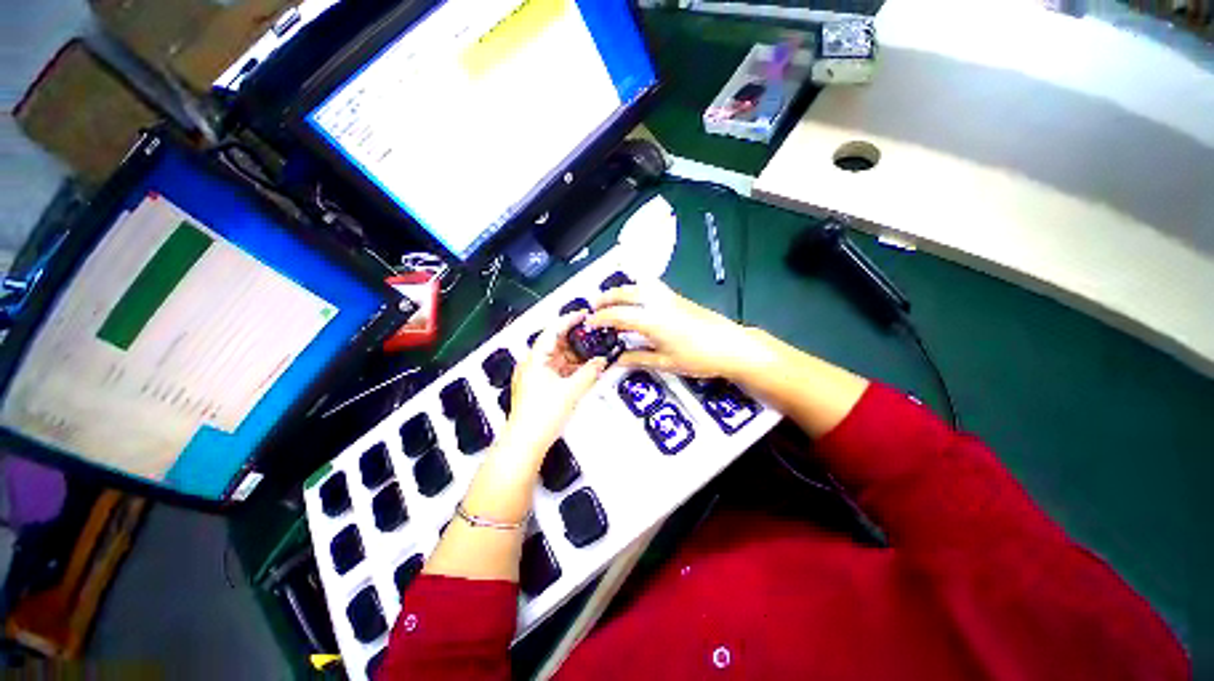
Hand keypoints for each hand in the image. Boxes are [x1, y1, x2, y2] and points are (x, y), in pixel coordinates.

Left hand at [504, 312, 606, 456]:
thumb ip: (589, 372)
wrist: (525, 443)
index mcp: (535, 359)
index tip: (583, 315)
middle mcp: (531, 364)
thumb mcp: (571, 391)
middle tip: (593, 338)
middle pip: (555, 344)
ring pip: (557, 358)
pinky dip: (570, 369)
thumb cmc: (541, 416)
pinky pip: (556, 371)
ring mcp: (533, 376)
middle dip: (575, 341)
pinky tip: (583, 371)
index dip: (569, 320)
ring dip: (574, 357)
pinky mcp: (537, 388)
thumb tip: (601, 362)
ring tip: (592, 355)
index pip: (552, 331)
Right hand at [588, 281, 759, 378]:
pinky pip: (651, 287)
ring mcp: (669, 298)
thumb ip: (637, 358)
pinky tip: (637, 299)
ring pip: (639, 286)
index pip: (617, 315)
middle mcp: (659, 304)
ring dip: (621, 290)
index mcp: (652, 321)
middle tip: (594, 307)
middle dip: (606, 298)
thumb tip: (618, 360)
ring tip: (612, 299)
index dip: (600, 318)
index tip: (590, 323)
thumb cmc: (700, 357)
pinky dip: (637, 289)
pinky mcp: (678, 298)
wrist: (731, 346)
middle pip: (626, 293)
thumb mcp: (665, 363)